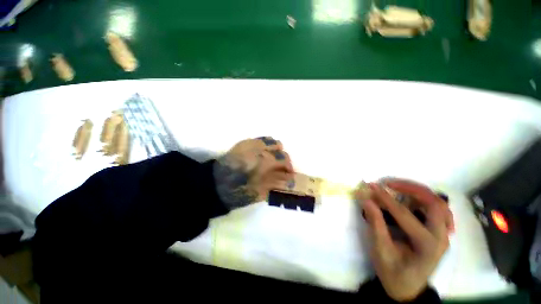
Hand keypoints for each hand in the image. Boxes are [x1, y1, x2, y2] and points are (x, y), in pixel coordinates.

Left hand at [214, 137, 293, 209]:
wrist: (215, 184)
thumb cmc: (237, 192)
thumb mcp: (259, 192)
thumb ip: (276, 183)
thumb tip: (289, 180)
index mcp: (263, 161)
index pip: (283, 158)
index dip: (289, 166)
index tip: (288, 174)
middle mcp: (258, 148)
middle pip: (279, 146)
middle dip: (282, 157)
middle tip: (279, 168)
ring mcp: (250, 143)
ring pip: (270, 140)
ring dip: (274, 149)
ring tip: (271, 159)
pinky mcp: (243, 143)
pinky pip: (260, 139)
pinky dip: (265, 146)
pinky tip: (261, 155)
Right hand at [358, 180, 452, 301]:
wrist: (408, 288)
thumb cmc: (392, 272)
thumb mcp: (380, 250)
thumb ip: (375, 224)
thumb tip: (366, 200)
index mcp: (426, 246)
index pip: (405, 215)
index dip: (386, 198)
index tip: (371, 186)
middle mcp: (441, 238)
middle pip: (434, 204)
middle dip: (411, 189)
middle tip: (389, 183)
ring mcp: (443, 234)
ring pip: (438, 203)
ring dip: (418, 191)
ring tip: (397, 187)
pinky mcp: (439, 232)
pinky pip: (437, 209)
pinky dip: (423, 199)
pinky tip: (410, 198)